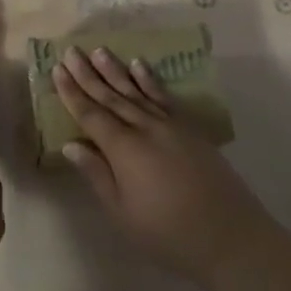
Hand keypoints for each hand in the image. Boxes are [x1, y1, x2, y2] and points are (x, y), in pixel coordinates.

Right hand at [53, 46, 274, 289]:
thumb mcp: (122, 212)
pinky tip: (140, 66)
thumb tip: (70, 144)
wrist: (232, 239)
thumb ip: (97, 174)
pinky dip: (150, 81)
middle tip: (71, 51)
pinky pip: (165, 97)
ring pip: (136, 91)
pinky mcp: (191, 130)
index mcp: (123, 149)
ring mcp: (171, 126)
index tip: (57, 69)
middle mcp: (145, 128)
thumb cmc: (168, 234)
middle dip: (89, 74)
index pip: (90, 114)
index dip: (72, 92)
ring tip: (100, 51)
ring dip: (116, 71)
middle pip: (111, 96)